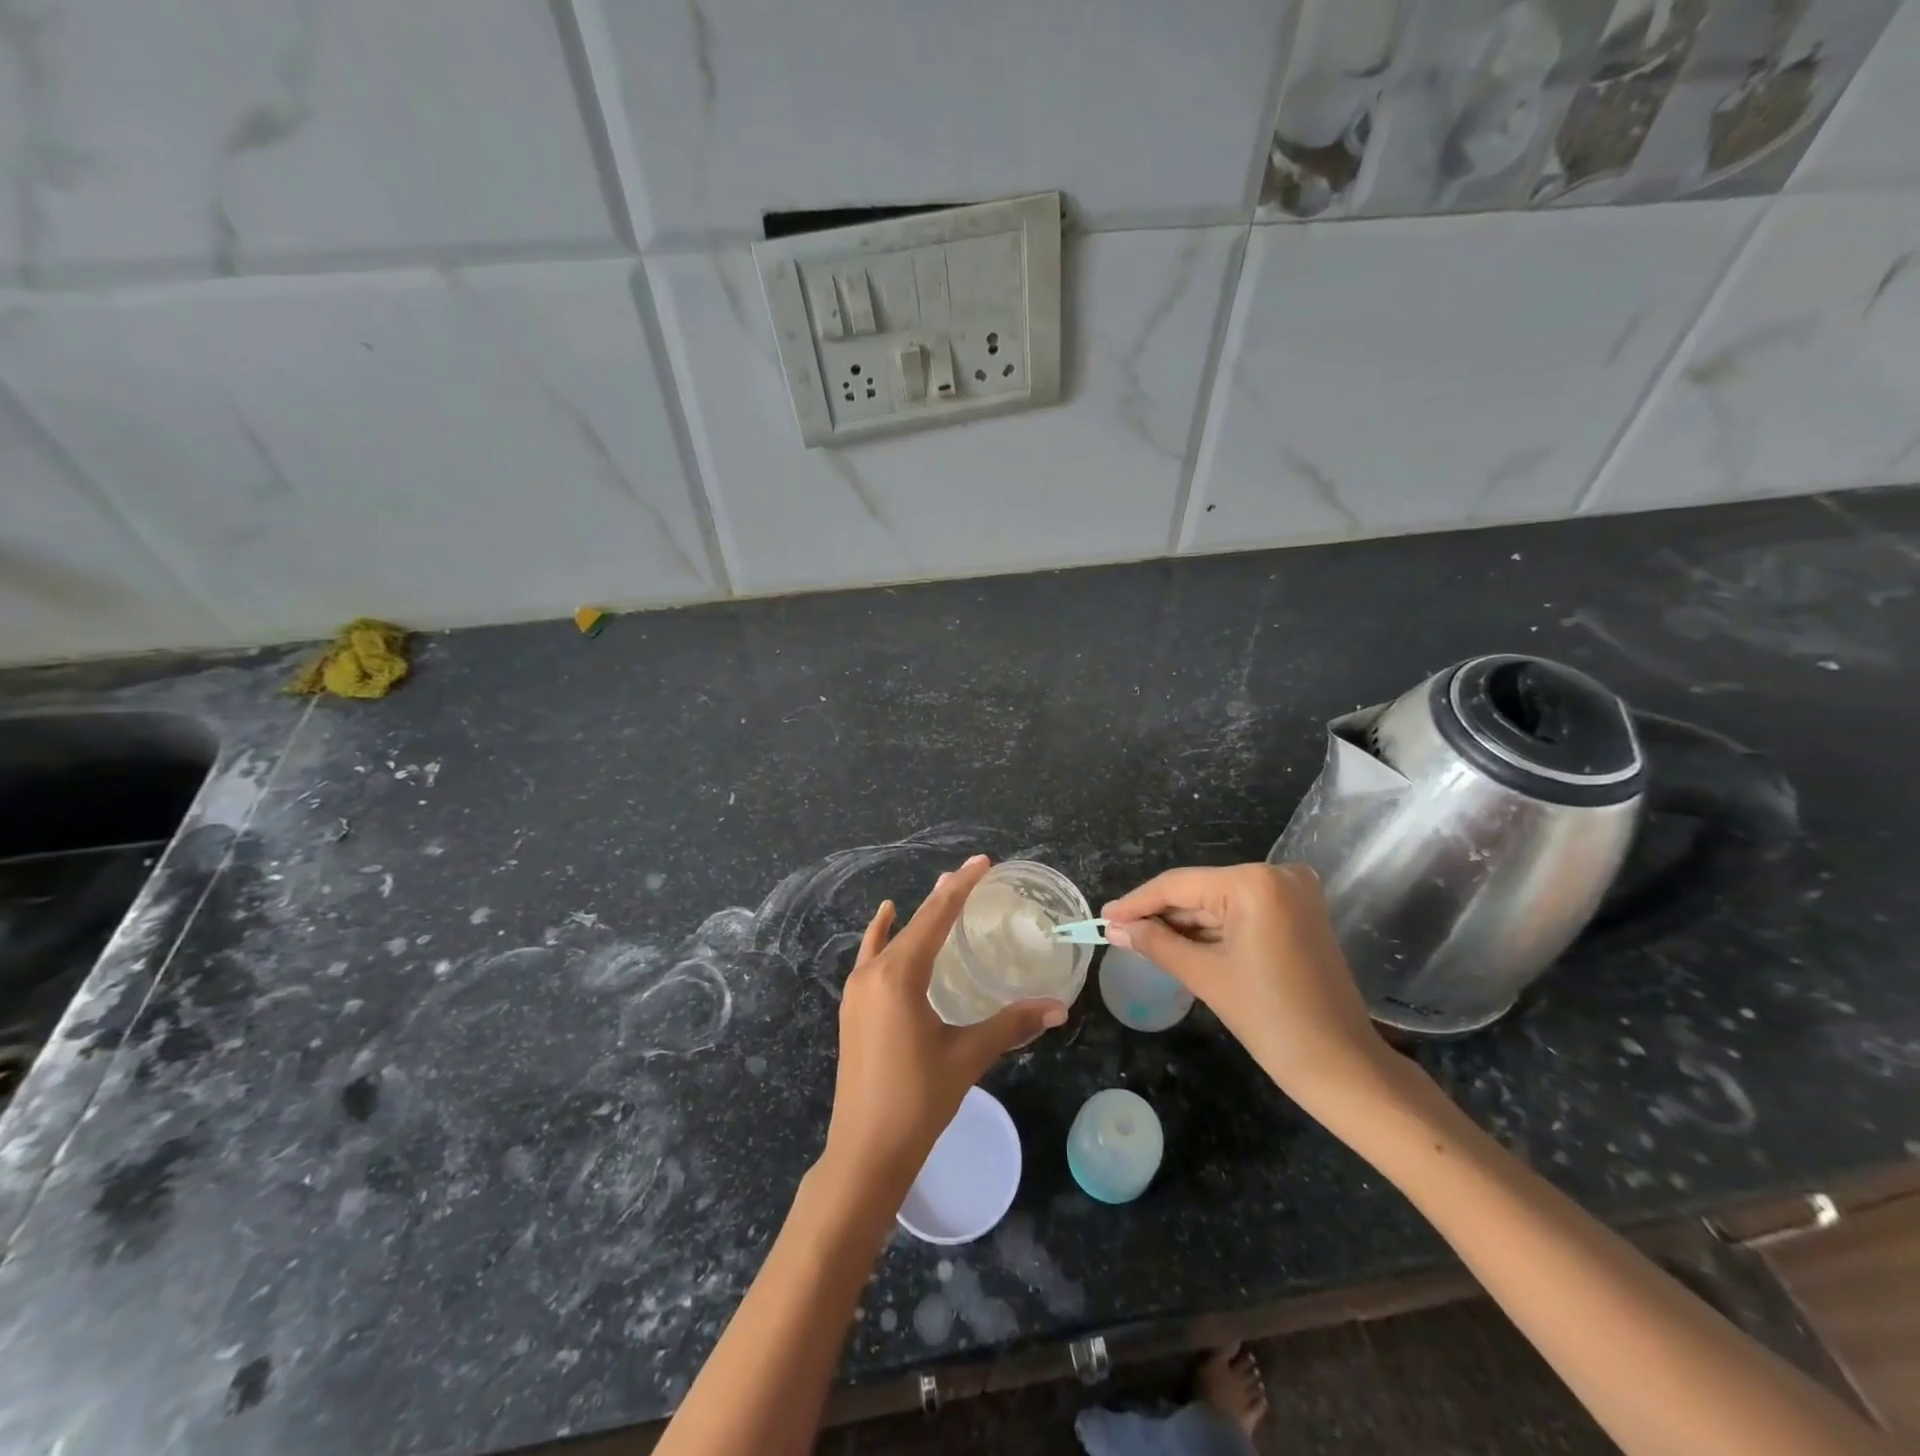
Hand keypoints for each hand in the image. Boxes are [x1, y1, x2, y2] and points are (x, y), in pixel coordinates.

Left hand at [821, 855, 1066, 1198]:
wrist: (865, 1152)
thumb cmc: (918, 1100)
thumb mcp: (967, 1056)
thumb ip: (1010, 1024)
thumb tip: (1058, 1007)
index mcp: (899, 976)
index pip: (935, 918)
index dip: (961, 888)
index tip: (981, 862)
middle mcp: (873, 973)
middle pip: (914, 923)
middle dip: (944, 897)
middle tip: (971, 873)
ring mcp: (857, 990)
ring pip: (892, 938)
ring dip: (918, 915)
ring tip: (941, 891)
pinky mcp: (852, 1007)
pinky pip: (871, 956)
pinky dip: (882, 933)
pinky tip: (885, 918)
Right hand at [1102, 863, 1394, 1113]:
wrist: (1343, 1067)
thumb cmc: (1271, 1019)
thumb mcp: (1205, 976)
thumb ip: (1156, 943)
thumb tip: (1116, 928)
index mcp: (1254, 883)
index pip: (1179, 885)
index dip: (1137, 902)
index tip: (1103, 917)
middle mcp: (1277, 875)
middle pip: (1200, 891)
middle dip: (1160, 915)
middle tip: (1119, 932)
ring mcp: (1293, 894)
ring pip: (1220, 904)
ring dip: (1184, 924)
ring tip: (1139, 940)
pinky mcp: (1299, 915)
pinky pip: (1242, 915)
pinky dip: (1212, 931)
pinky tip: (1178, 944)